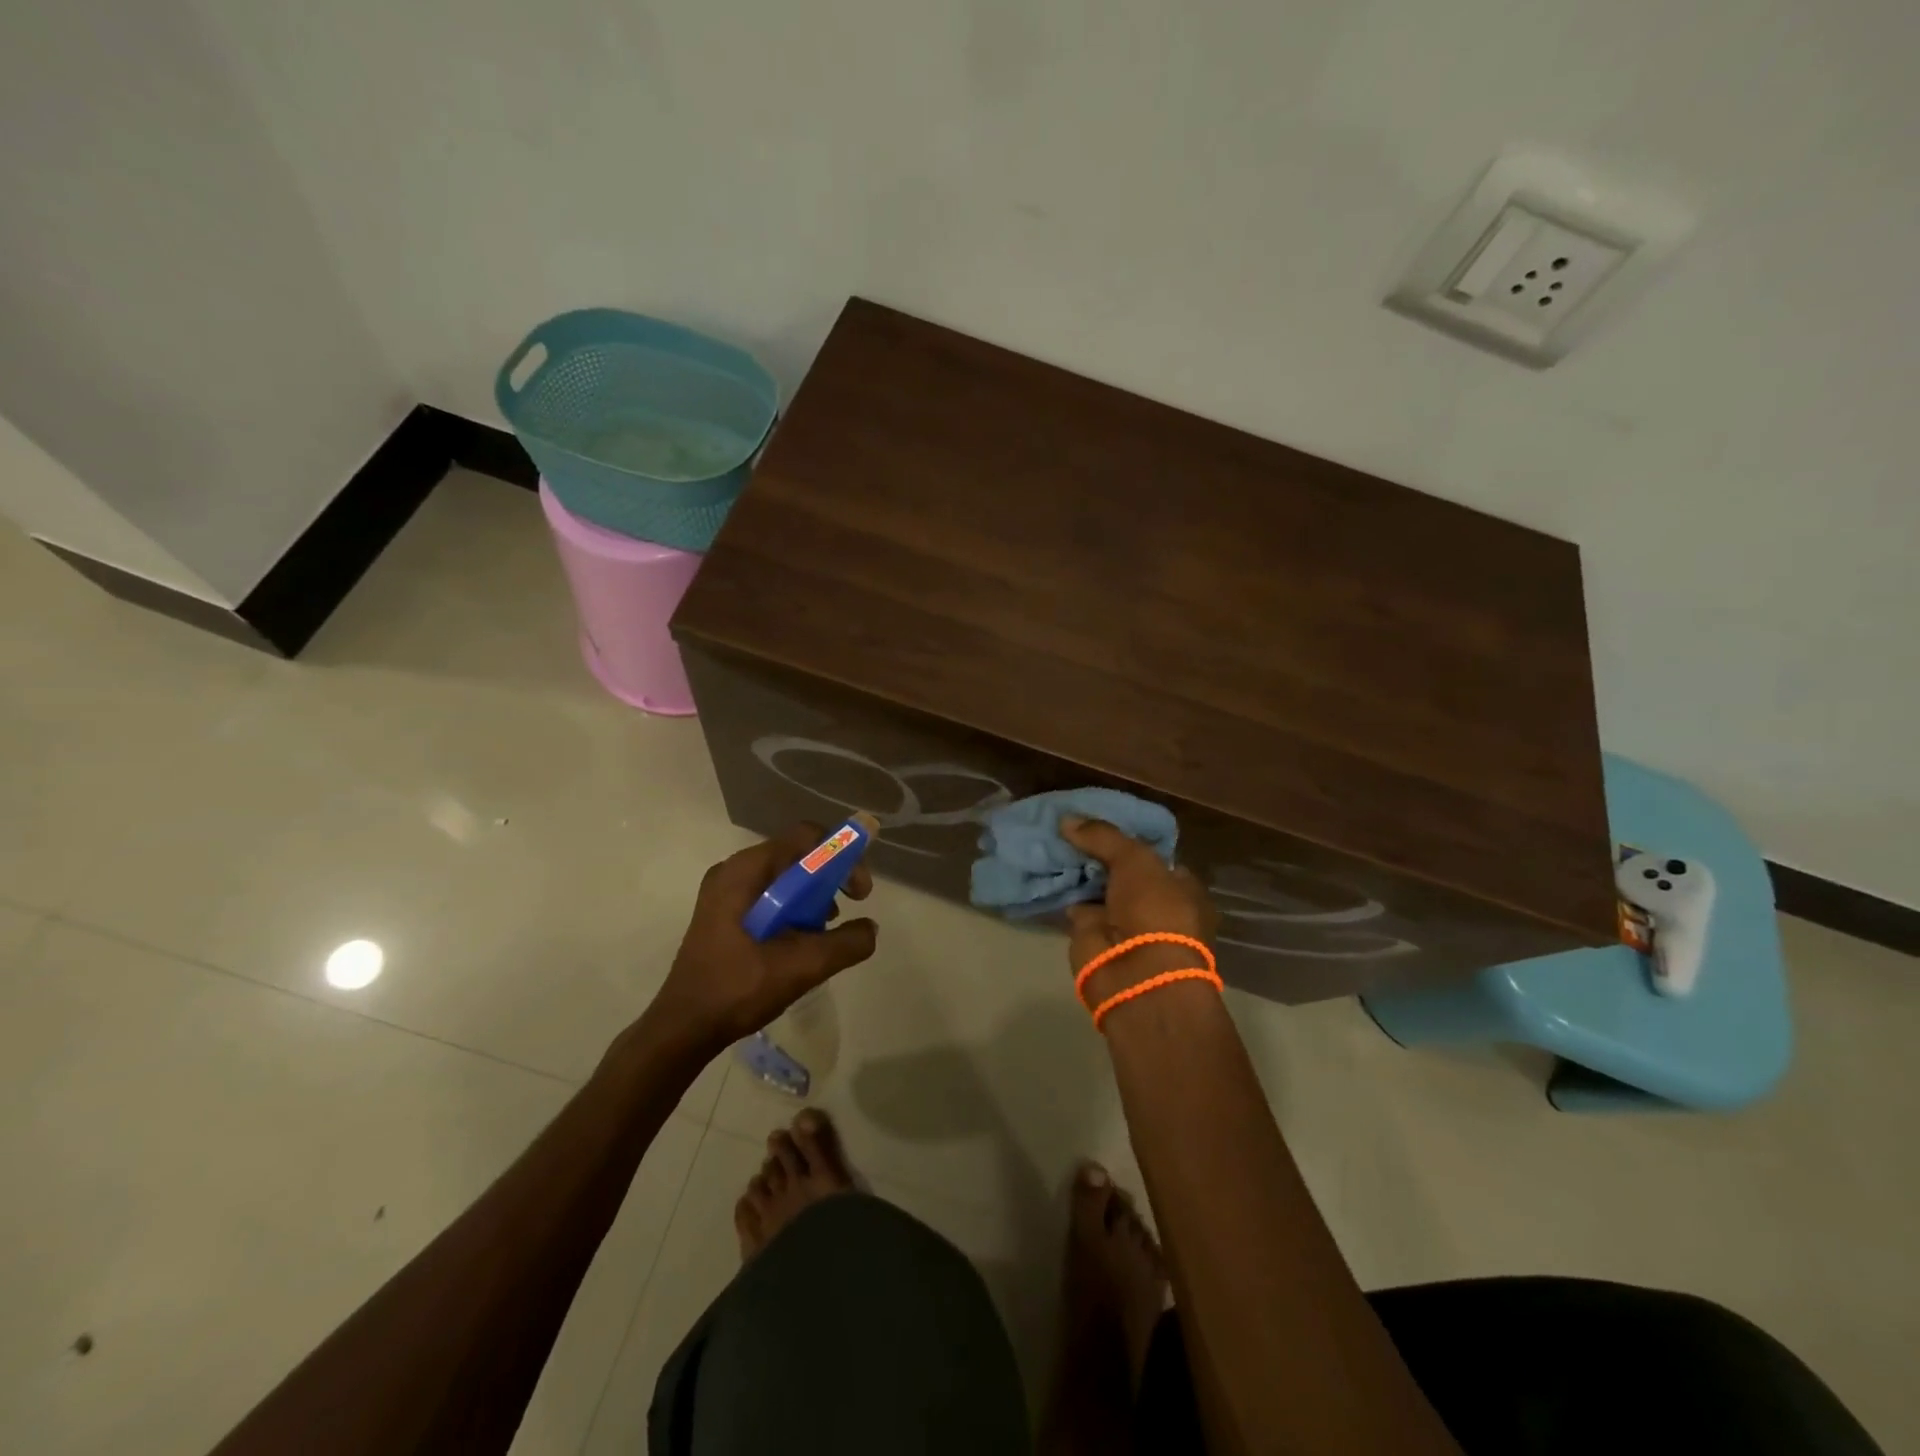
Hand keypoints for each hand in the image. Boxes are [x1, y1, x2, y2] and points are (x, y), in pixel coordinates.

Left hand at [647, 824, 877, 1054]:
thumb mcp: (801, 966)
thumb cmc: (738, 989)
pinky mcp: (724, 914)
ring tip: (824, 934)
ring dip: (812, 898)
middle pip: (797, 855)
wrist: (683, 1028)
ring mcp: (725, 892)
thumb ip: (846, 944)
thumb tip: (870, 929)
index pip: (806, 836)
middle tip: (846, 913)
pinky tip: (800, 943)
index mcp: (745, 871)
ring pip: (784, 878)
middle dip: (830, 880)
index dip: (841, 856)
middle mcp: (733, 871)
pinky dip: (793, 910)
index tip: (859, 893)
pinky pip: (769, 896)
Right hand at [1060, 816, 1215, 1002]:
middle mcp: (1155, 906)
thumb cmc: (1153, 910)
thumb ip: (1103, 836)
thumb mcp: (1134, 859)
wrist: (1135, 972)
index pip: (1154, 857)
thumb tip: (1067, 819)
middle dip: (1097, 855)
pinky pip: (1076, 906)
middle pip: (1122, 872)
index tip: (1100, 823)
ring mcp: (1124, 924)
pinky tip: (1045, 871)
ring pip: (1097, 889)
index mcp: (1181, 889)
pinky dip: (1062, 893)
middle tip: (1069, 829)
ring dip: (1078, 873)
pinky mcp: (1095, 938)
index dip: (1128, 839)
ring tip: (1051, 842)